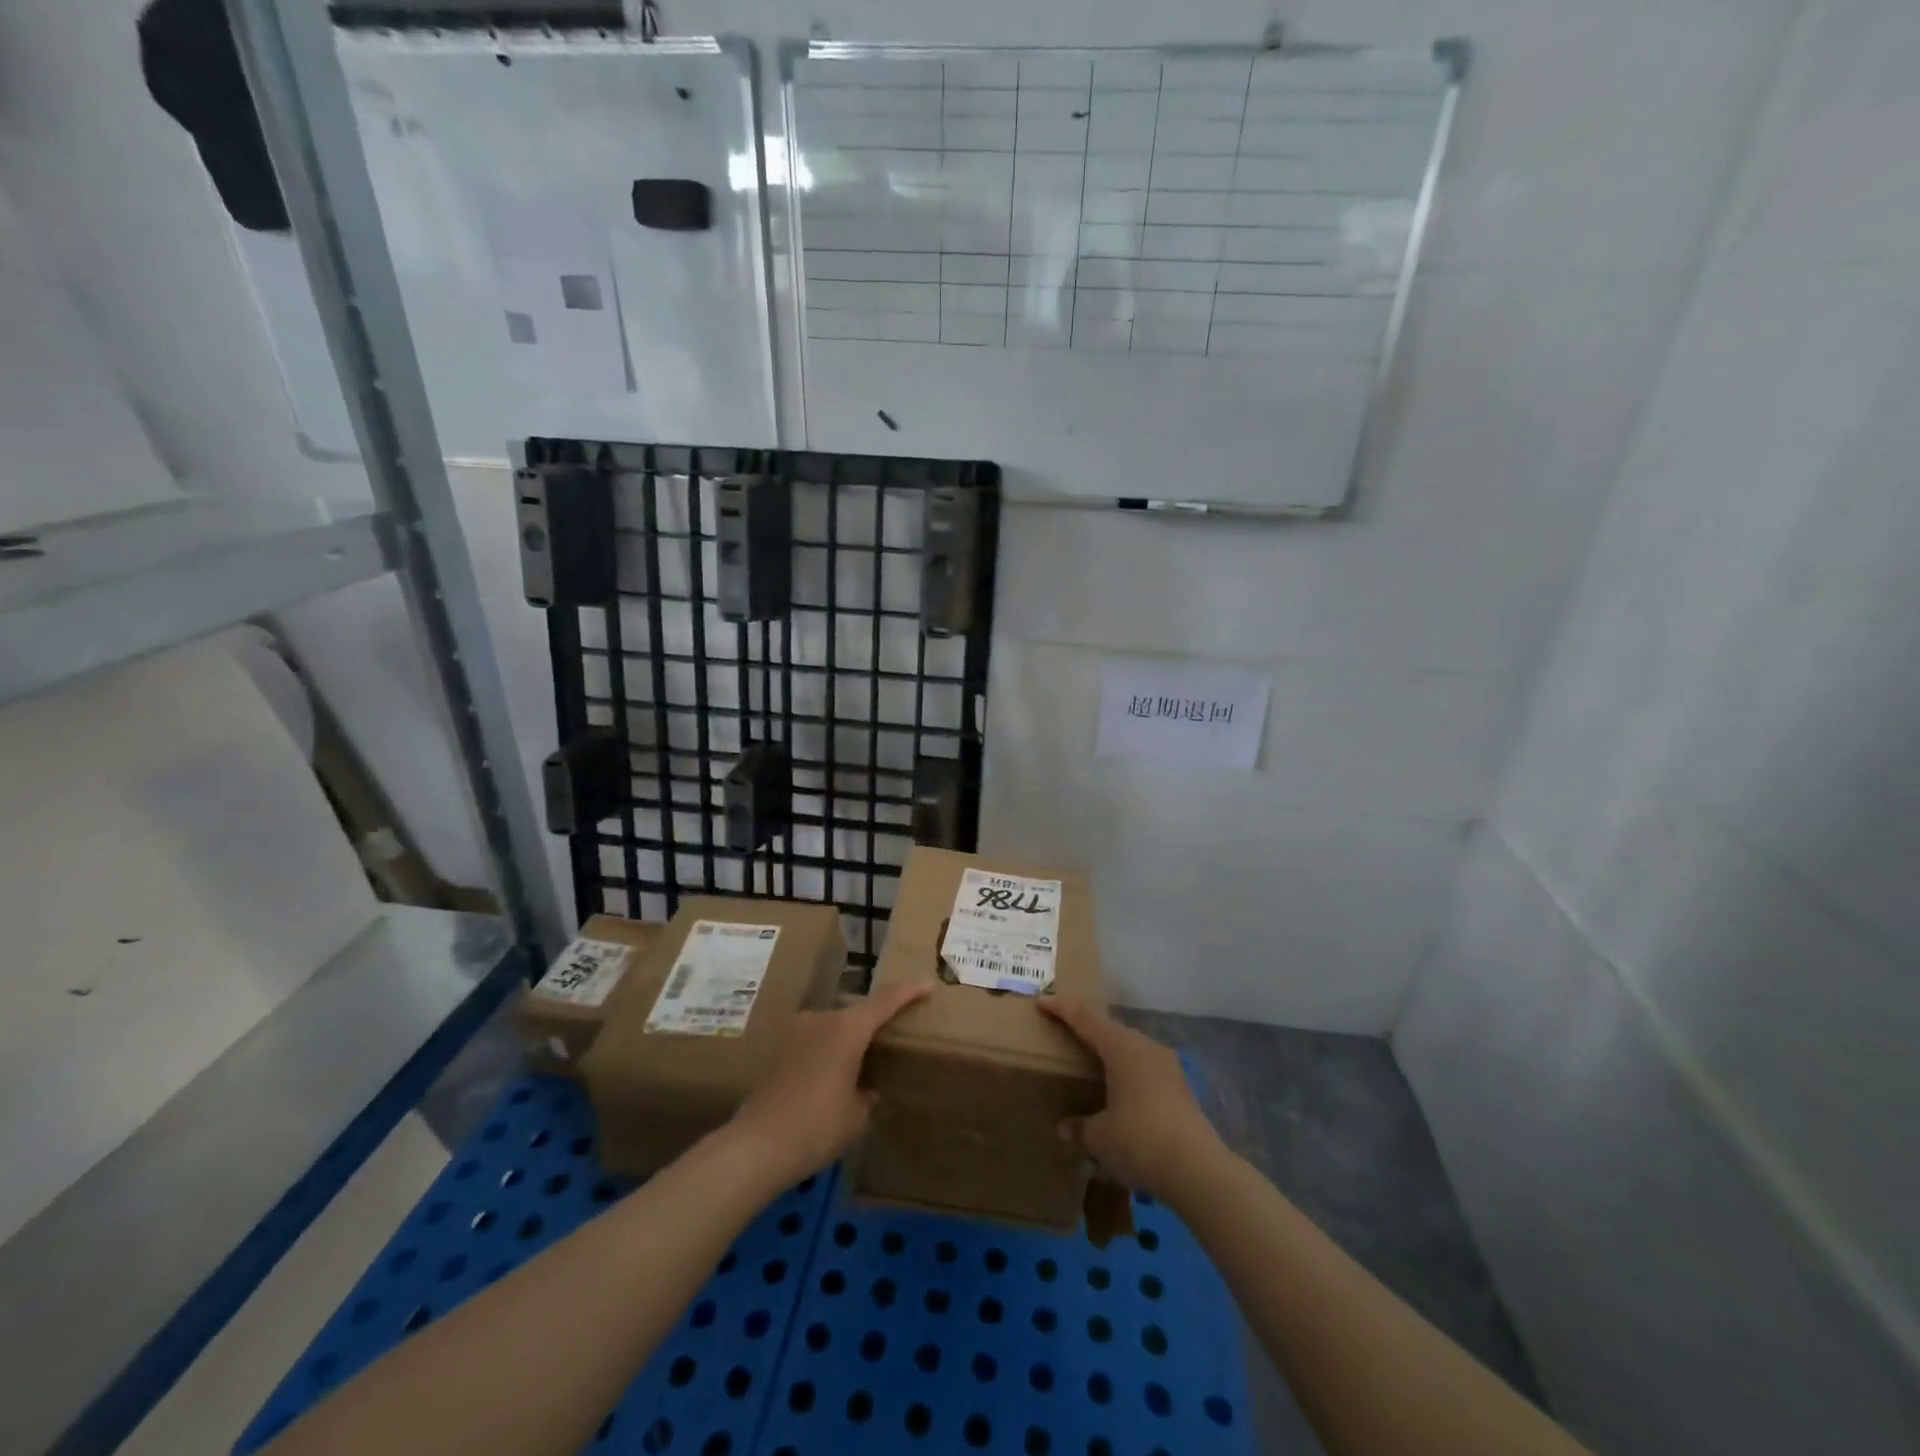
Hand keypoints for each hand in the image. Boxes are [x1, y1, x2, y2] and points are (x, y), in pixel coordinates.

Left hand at [726, 982, 929, 1187]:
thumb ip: (866, 1093)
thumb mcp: (856, 1115)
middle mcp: (823, 1020)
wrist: (757, 1146)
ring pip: (835, 1026)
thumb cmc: (817, 1126)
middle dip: (877, 1020)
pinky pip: (816, 1042)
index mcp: (848, 1028)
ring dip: (851, 1038)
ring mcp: (798, 1032)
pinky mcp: (781, 1050)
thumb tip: (865, 1088)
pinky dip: (831, 1051)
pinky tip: (836, 1075)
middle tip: (896, 1032)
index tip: (928, 985)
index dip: (909, 991)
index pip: (886, 1001)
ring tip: (866, 1059)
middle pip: (858, 1012)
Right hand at [1039, 996, 1224, 1200]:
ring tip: (1092, 1061)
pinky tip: (1120, 1092)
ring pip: (1130, 1048)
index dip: (1062, 1009)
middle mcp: (1145, 1047)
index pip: (1085, 1019)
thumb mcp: (1100, 1137)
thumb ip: (1080, 1127)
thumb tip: (1066, 1127)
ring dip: (1109, 1051)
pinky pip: (1144, 1069)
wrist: (1199, 1171)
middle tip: (1065, 1029)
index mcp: (1121, 1047)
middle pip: (1110, 1029)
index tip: (1043, 1001)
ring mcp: (1167, 1067)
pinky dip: (1126, 1072)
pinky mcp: (1180, 1088)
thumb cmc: (1140, 1141)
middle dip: (1087, 1028)